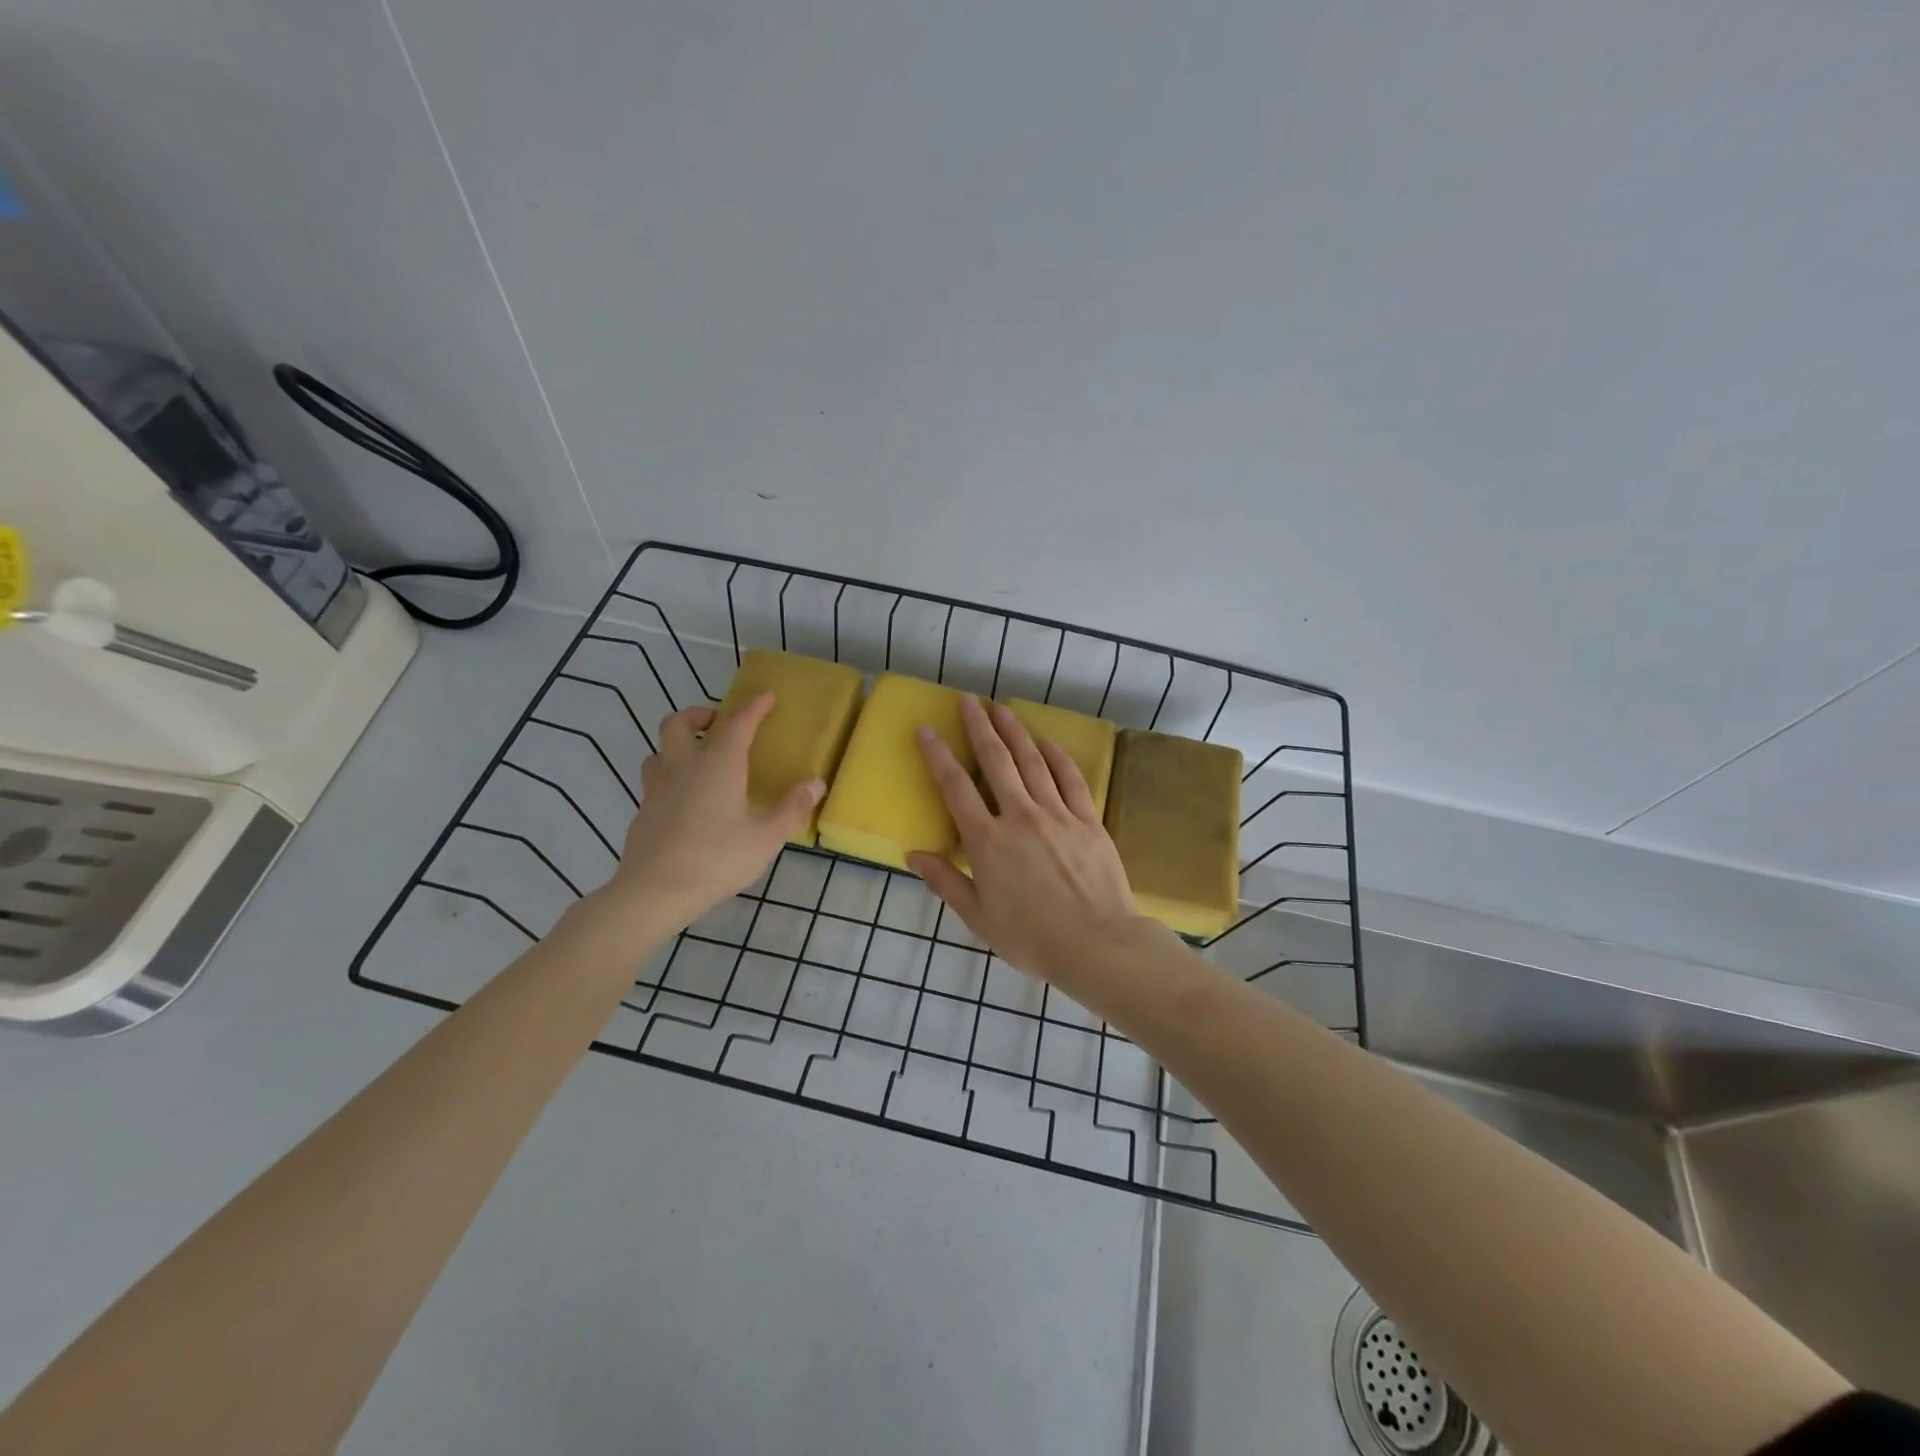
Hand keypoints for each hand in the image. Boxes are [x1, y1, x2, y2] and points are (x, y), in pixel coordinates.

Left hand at [606, 694, 821, 925]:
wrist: (652, 893)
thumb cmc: (716, 860)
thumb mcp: (765, 838)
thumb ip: (791, 808)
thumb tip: (815, 784)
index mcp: (717, 766)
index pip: (737, 723)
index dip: (753, 707)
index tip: (767, 696)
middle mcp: (683, 768)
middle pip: (679, 724)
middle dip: (700, 715)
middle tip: (719, 723)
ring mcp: (657, 790)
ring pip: (659, 751)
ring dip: (678, 745)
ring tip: (699, 760)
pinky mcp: (643, 813)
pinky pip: (655, 781)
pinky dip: (671, 777)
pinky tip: (685, 802)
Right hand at [907, 696, 1144, 989]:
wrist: (1097, 945)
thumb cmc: (1031, 938)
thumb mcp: (978, 918)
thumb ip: (946, 882)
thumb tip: (914, 854)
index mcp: (987, 841)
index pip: (955, 787)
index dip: (938, 755)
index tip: (927, 729)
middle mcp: (1019, 816)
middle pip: (996, 761)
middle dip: (979, 727)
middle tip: (968, 700)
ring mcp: (1057, 814)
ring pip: (1032, 761)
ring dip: (1015, 731)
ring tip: (1001, 708)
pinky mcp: (1088, 820)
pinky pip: (1070, 779)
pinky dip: (1058, 757)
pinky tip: (1048, 742)